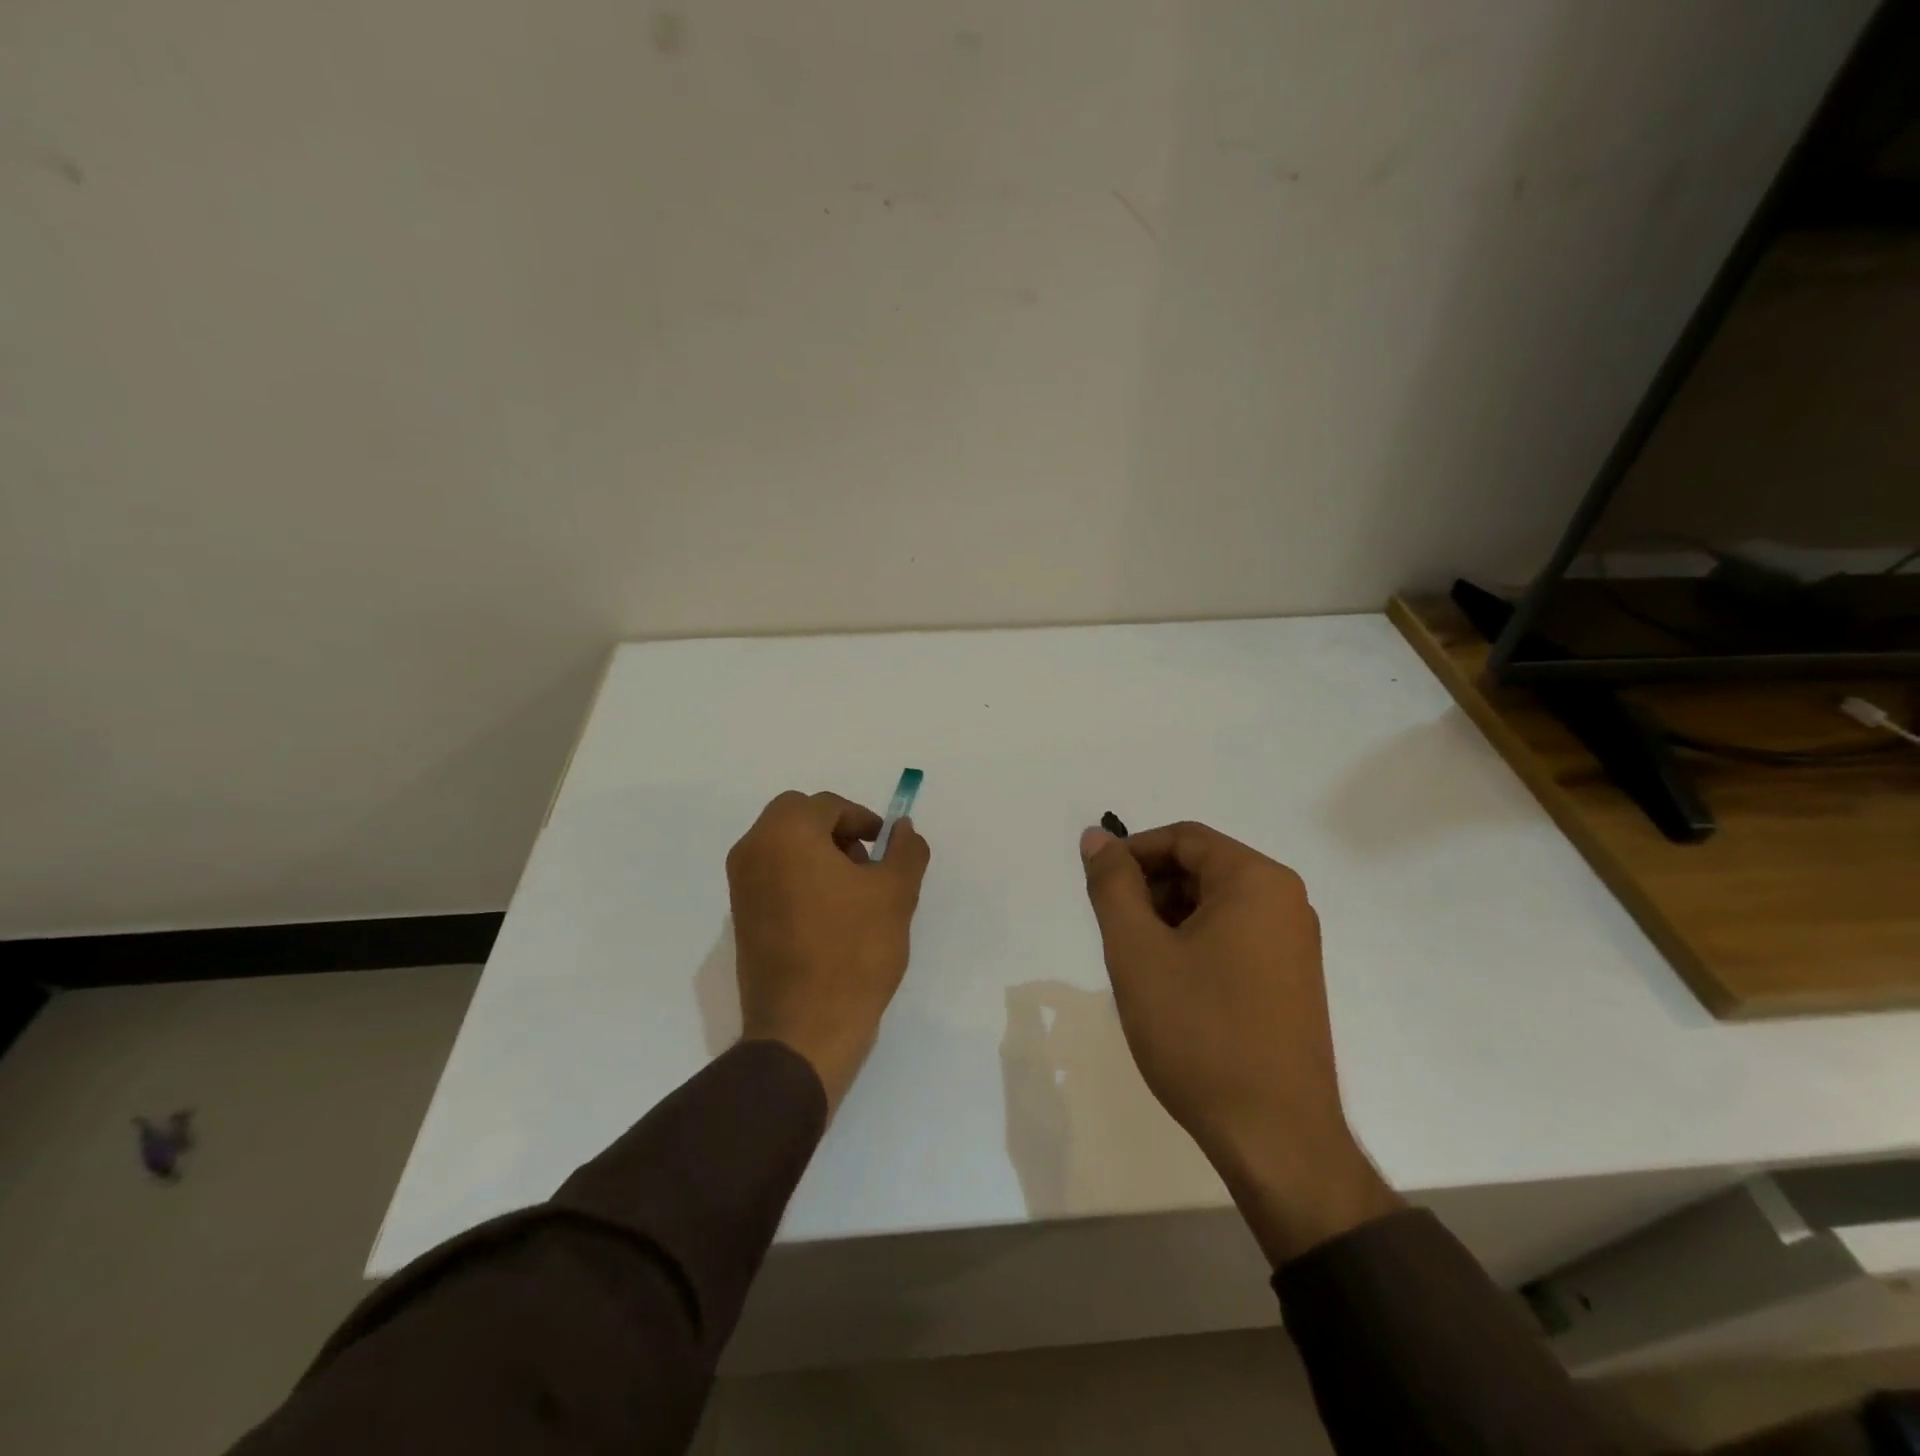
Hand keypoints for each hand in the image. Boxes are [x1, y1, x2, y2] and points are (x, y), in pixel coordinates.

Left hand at [726, 791, 930, 1111]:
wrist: (804, 1030)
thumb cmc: (853, 951)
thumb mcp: (896, 894)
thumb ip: (906, 850)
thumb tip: (904, 829)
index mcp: (785, 834)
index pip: (827, 805)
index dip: (862, 820)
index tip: (886, 847)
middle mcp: (753, 850)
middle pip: (797, 818)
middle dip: (836, 831)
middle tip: (866, 864)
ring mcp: (741, 886)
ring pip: (783, 846)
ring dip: (818, 854)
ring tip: (853, 894)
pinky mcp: (741, 918)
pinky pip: (773, 876)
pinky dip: (800, 879)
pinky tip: (831, 916)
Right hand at [1080, 821, 1399, 1263]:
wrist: (1275, 1139)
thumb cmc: (1200, 1032)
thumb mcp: (1138, 951)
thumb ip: (1112, 885)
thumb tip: (1097, 837)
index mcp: (1256, 881)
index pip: (1183, 839)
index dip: (1132, 853)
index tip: (1097, 886)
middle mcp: (1285, 901)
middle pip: (1201, 869)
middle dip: (1149, 889)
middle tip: (1113, 931)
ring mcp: (1294, 944)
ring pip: (1215, 905)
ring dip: (1168, 919)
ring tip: (1138, 963)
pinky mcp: (1292, 980)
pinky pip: (1234, 937)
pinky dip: (1194, 944)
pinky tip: (1170, 986)